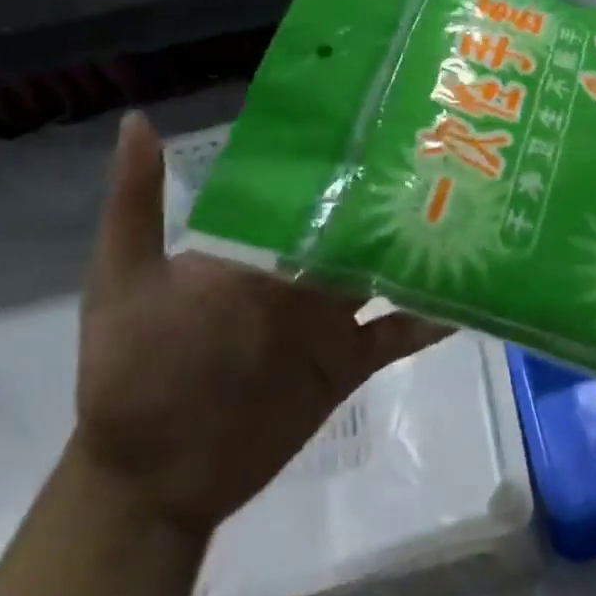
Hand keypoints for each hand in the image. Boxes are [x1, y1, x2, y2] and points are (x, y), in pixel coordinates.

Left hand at [74, 113, 440, 537]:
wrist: (152, 477)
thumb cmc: (133, 371)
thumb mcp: (126, 280)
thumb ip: (137, 204)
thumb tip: (138, 118)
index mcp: (258, 249)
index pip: (306, 196)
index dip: (340, 162)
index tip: (382, 119)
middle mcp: (300, 276)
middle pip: (355, 230)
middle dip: (394, 198)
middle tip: (447, 156)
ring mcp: (328, 320)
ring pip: (385, 274)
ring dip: (420, 251)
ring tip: (470, 215)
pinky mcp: (347, 363)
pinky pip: (398, 337)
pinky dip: (431, 320)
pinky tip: (467, 301)